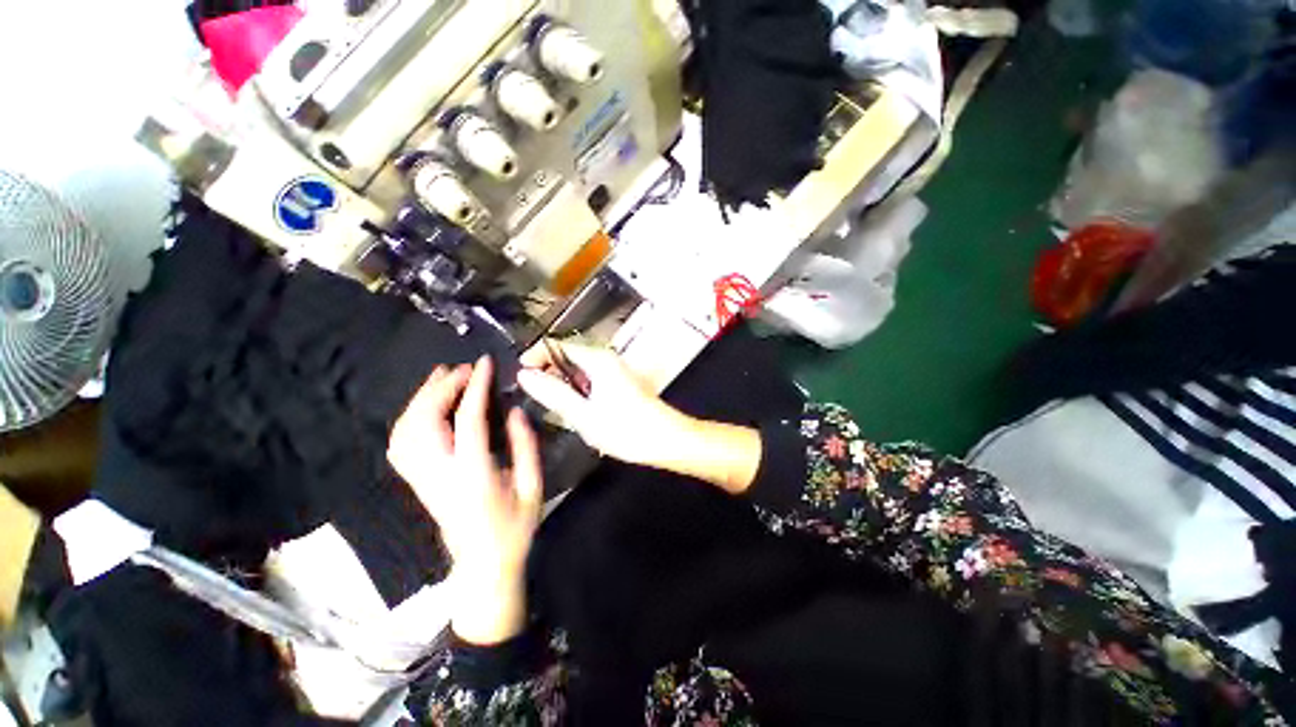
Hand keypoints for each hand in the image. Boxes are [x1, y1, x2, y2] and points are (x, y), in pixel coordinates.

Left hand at [388, 358, 542, 644]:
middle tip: (463, 368)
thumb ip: (525, 446)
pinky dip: (408, 418)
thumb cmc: (514, 527)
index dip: (475, 387)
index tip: (485, 363)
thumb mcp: (532, 486)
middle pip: (426, 421)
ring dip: (422, 398)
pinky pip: (400, 444)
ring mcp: (422, 479)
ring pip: (406, 430)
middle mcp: (440, 474)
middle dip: (442, 388)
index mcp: (474, 474)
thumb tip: (514, 411)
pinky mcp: (417, 482)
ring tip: (442, 377)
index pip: (468, 420)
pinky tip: (424, 406)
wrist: (482, 565)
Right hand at [517, 340, 692, 466]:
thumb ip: (552, 393)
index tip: (520, 374)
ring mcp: (615, 369)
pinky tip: (575, 407)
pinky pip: (590, 377)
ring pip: (579, 367)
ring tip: (550, 403)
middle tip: (533, 393)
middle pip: (568, 355)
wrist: (666, 439)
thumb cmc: (625, 428)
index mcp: (597, 360)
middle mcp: (607, 358)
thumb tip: (524, 375)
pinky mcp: (620, 381)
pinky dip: (577, 387)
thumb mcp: (583, 415)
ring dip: (562, 381)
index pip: (558, 345)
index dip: (535, 356)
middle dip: (548, 370)